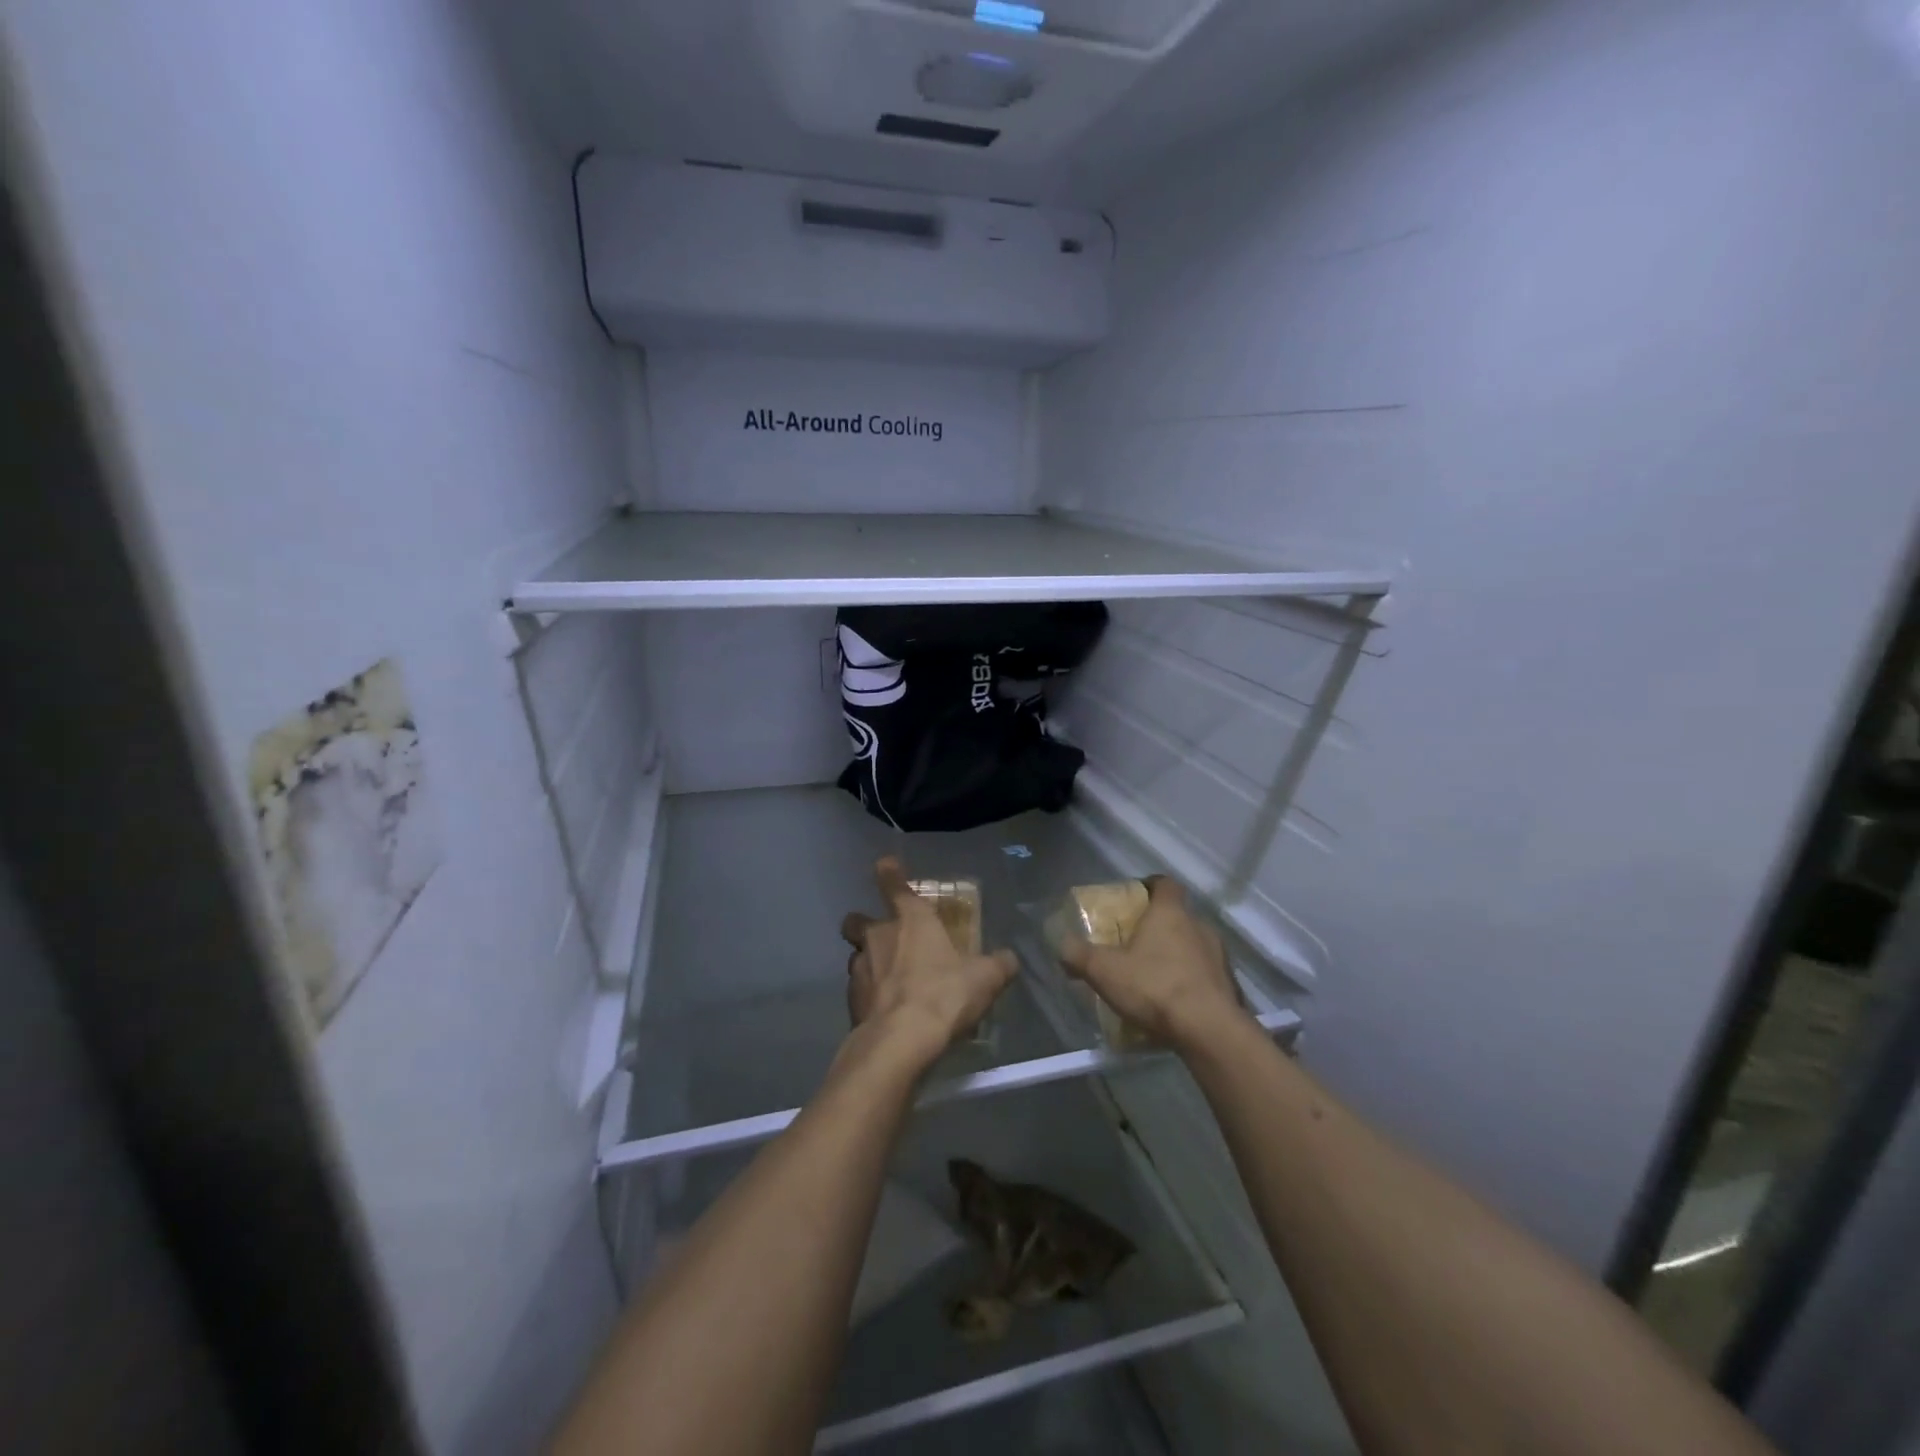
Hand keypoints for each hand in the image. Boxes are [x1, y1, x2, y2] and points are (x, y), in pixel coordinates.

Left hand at [840, 857, 1018, 1070]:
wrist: (900, 1042)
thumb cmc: (944, 995)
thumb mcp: (985, 978)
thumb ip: (998, 964)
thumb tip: (1009, 959)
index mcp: (910, 920)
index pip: (893, 884)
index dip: (889, 872)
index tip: (885, 864)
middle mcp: (878, 937)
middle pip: (857, 920)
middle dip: (864, 924)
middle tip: (884, 939)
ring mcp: (859, 969)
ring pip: (856, 956)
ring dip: (869, 963)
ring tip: (891, 983)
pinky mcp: (850, 1002)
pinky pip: (858, 990)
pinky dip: (870, 997)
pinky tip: (887, 1012)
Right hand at [1059, 876, 1243, 1049]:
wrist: (1210, 1030)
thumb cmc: (1155, 987)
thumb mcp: (1105, 971)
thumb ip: (1079, 955)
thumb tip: (1061, 944)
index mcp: (1170, 913)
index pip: (1165, 884)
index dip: (1149, 886)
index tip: (1134, 898)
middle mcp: (1199, 926)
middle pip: (1178, 916)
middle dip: (1157, 927)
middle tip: (1135, 943)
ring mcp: (1219, 956)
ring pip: (1193, 946)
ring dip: (1176, 955)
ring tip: (1153, 976)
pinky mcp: (1230, 986)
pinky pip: (1205, 975)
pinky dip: (1190, 982)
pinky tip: (1173, 1002)